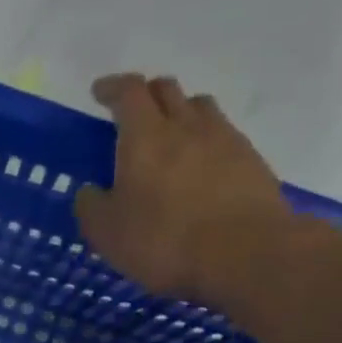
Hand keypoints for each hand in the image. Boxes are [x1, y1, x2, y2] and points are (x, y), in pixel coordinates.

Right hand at [75, 73, 294, 304]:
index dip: (112, 88)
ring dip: (181, 113)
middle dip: (147, 95)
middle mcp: (186, 125)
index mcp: (145, 136)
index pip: (128, 92)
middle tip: (134, 114)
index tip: (100, 93)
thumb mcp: (108, 234)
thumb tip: (90, 192)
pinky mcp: (251, 160)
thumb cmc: (164, 241)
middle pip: (167, 90)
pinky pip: (224, 136)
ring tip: (171, 137)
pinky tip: (201, 168)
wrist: (244, 254)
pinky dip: (206, 142)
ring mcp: (224, 139)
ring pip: (199, 108)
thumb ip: (92, 207)